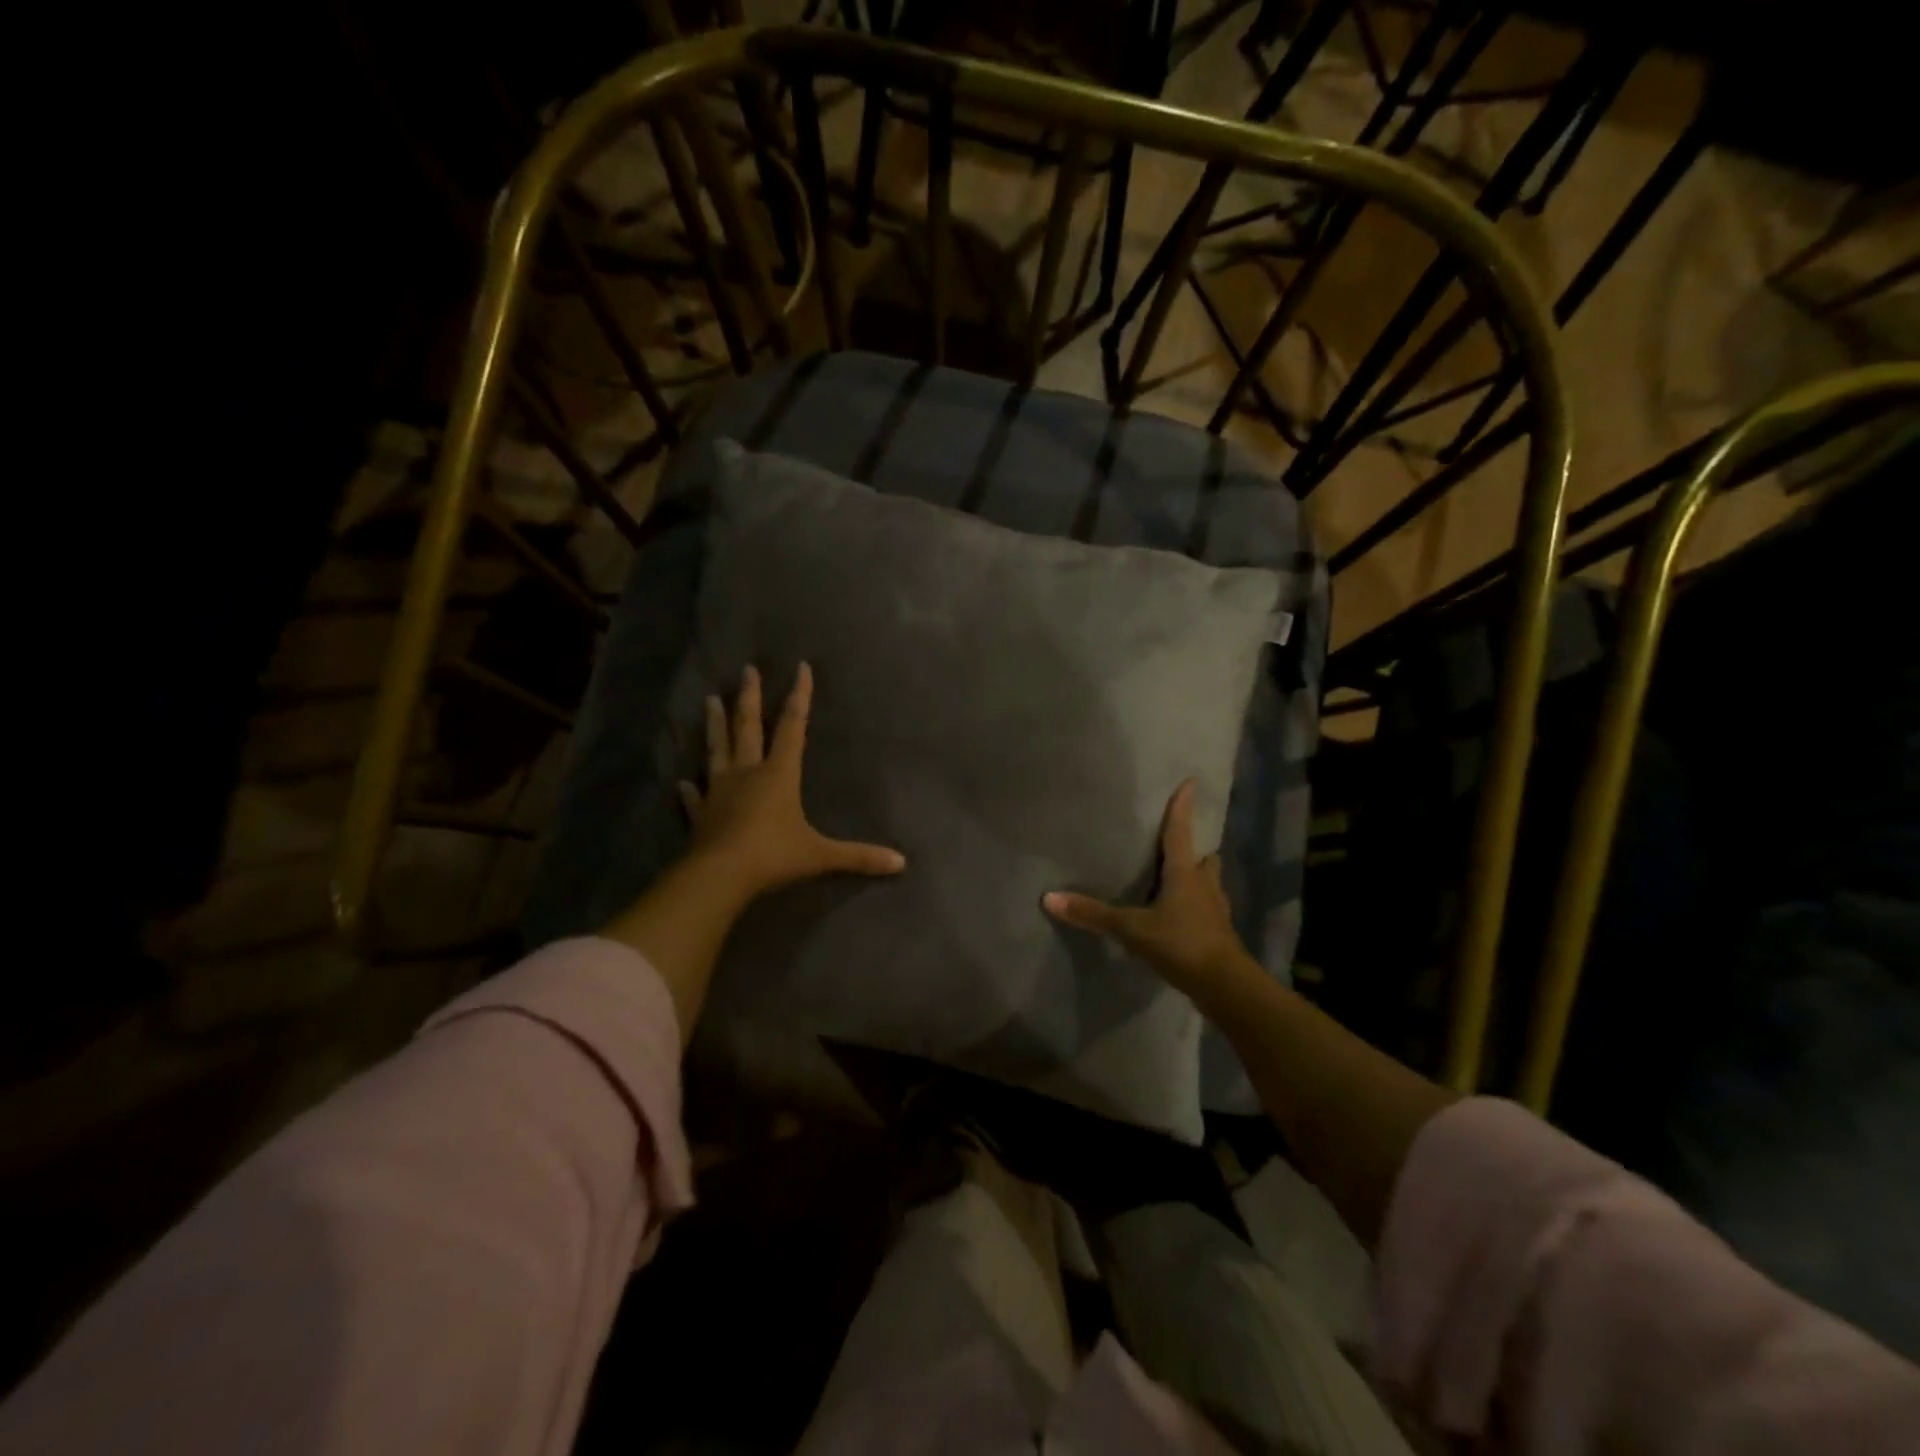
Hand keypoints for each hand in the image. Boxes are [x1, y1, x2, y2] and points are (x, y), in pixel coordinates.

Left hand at [679, 662, 906, 899]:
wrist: (719, 876)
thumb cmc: (773, 855)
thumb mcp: (820, 855)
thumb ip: (858, 856)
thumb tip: (901, 862)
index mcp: (779, 774)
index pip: (792, 727)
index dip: (799, 697)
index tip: (800, 668)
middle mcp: (747, 774)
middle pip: (748, 728)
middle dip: (750, 698)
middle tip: (746, 670)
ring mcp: (719, 792)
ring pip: (717, 750)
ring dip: (715, 725)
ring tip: (708, 700)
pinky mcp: (700, 815)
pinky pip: (695, 798)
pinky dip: (689, 790)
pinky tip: (682, 782)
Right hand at [1043, 780, 1254, 1001]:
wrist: (1225, 987)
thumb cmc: (1182, 944)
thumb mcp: (1132, 928)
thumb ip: (1093, 914)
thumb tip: (1049, 898)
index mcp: (1185, 874)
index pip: (1181, 832)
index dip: (1183, 807)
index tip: (1191, 782)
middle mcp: (1205, 886)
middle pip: (1204, 859)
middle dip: (1194, 850)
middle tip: (1178, 845)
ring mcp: (1216, 911)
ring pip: (1209, 885)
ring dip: (1198, 879)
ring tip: (1178, 880)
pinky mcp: (1219, 935)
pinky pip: (1207, 911)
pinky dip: (1197, 908)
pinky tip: (1182, 917)